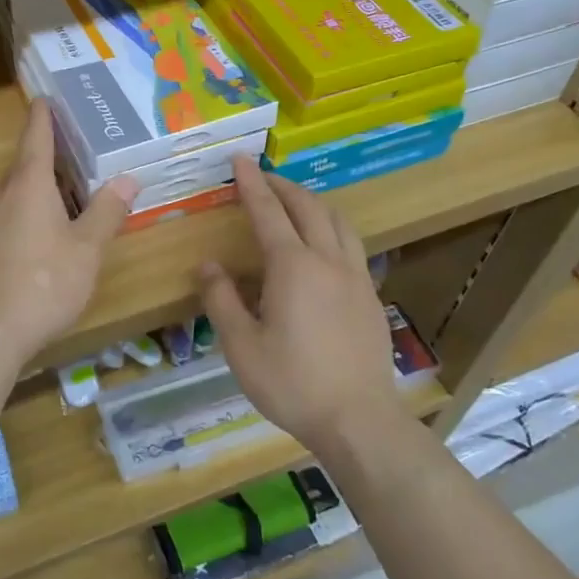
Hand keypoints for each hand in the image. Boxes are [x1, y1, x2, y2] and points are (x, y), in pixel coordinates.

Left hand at [0, 99, 134, 366]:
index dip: (44, 115)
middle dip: (53, 159)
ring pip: (16, 195)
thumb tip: (128, 178)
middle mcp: (0, 195)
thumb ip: (107, 211)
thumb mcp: (87, 250)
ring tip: (72, 197)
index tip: (47, 97)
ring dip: (42, 191)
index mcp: (28, 184)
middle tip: (84, 154)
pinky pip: (7, 219)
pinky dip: (28, 216)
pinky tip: (46, 239)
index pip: (36, 136)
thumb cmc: (43, 284)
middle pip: (26, 166)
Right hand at [199, 159, 402, 450]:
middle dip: (283, 185)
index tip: (240, 159)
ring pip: (338, 222)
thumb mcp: (241, 346)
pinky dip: (331, 228)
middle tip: (262, 176)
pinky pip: (351, 245)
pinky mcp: (370, 296)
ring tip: (294, 203)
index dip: (251, 183)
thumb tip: (208, 265)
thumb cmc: (292, 383)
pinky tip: (323, 246)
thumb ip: (222, 299)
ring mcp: (355, 277)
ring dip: (313, 203)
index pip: (268, 211)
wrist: (358, 419)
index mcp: (293, 267)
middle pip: (308, 207)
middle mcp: (327, 261)